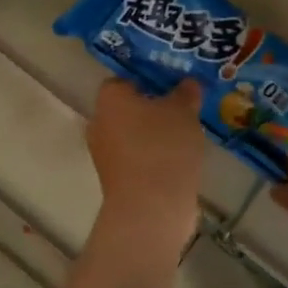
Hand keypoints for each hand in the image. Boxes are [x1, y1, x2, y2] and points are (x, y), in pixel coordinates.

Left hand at [86, 80, 204, 262]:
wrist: (150, 209)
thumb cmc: (163, 147)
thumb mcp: (183, 112)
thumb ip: (186, 93)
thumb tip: (189, 82)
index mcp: (110, 97)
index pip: (124, 79)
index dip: (148, 79)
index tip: (172, 85)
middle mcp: (99, 121)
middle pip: (127, 107)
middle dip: (152, 108)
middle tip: (182, 108)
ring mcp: (104, 153)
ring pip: (131, 134)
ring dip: (153, 134)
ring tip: (185, 135)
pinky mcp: (114, 179)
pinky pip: (135, 158)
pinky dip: (153, 157)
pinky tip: (177, 160)